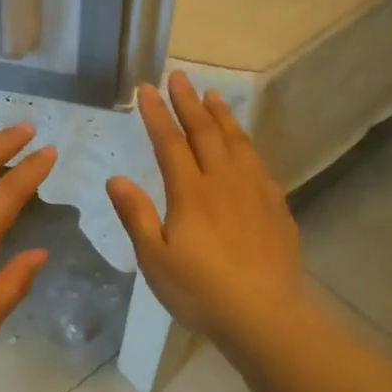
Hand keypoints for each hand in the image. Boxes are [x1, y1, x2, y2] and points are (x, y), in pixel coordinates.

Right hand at [107, 72, 307, 357]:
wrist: (264, 315)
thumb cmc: (200, 291)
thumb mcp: (154, 259)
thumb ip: (135, 215)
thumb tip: (116, 178)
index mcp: (190, 193)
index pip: (170, 143)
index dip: (157, 114)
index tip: (147, 88)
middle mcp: (223, 182)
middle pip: (205, 133)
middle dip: (190, 103)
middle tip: (180, 76)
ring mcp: (255, 192)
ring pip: (237, 143)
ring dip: (222, 116)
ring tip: (213, 95)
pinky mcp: (276, 207)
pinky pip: (258, 163)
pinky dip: (247, 144)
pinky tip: (245, 144)